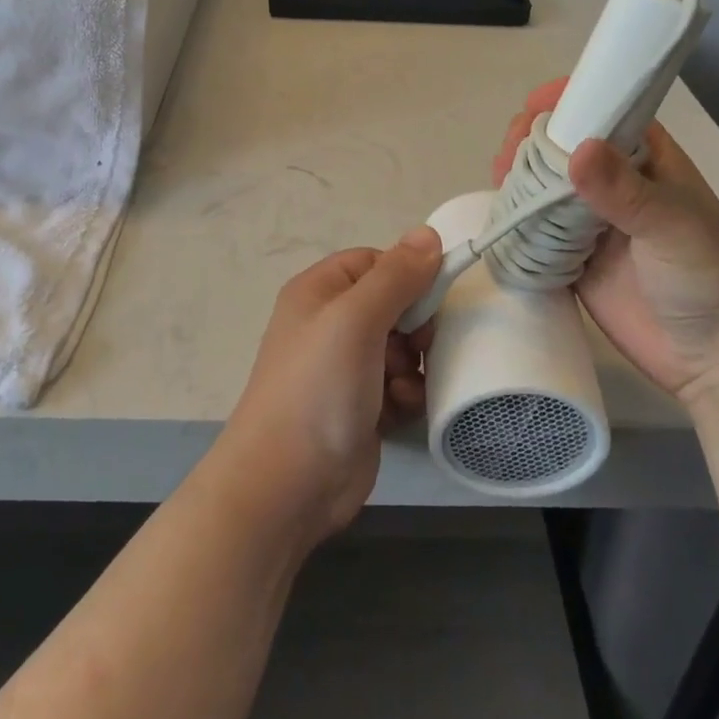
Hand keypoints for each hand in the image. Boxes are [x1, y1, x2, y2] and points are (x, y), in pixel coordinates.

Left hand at [214, 229, 442, 546]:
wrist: (287, 485)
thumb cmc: (318, 388)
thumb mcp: (356, 319)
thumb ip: (396, 276)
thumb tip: (428, 233)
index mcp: (320, 291)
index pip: (376, 262)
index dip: (406, 275)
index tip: (431, 298)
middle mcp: (330, 324)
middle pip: (394, 305)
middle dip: (414, 328)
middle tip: (418, 347)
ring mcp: (345, 368)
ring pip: (402, 348)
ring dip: (412, 366)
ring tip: (402, 387)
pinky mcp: (360, 407)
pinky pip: (398, 385)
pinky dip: (405, 395)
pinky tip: (398, 412)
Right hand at [493, 80, 718, 405]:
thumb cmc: (712, 278)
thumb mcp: (674, 226)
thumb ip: (625, 191)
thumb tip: (575, 151)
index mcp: (645, 158)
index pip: (601, 111)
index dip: (566, 103)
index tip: (532, 108)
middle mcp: (614, 183)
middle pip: (561, 147)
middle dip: (531, 143)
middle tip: (509, 157)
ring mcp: (591, 222)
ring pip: (543, 187)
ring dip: (518, 181)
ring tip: (499, 183)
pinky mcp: (573, 260)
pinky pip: (536, 233)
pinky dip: (516, 223)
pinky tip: (500, 220)